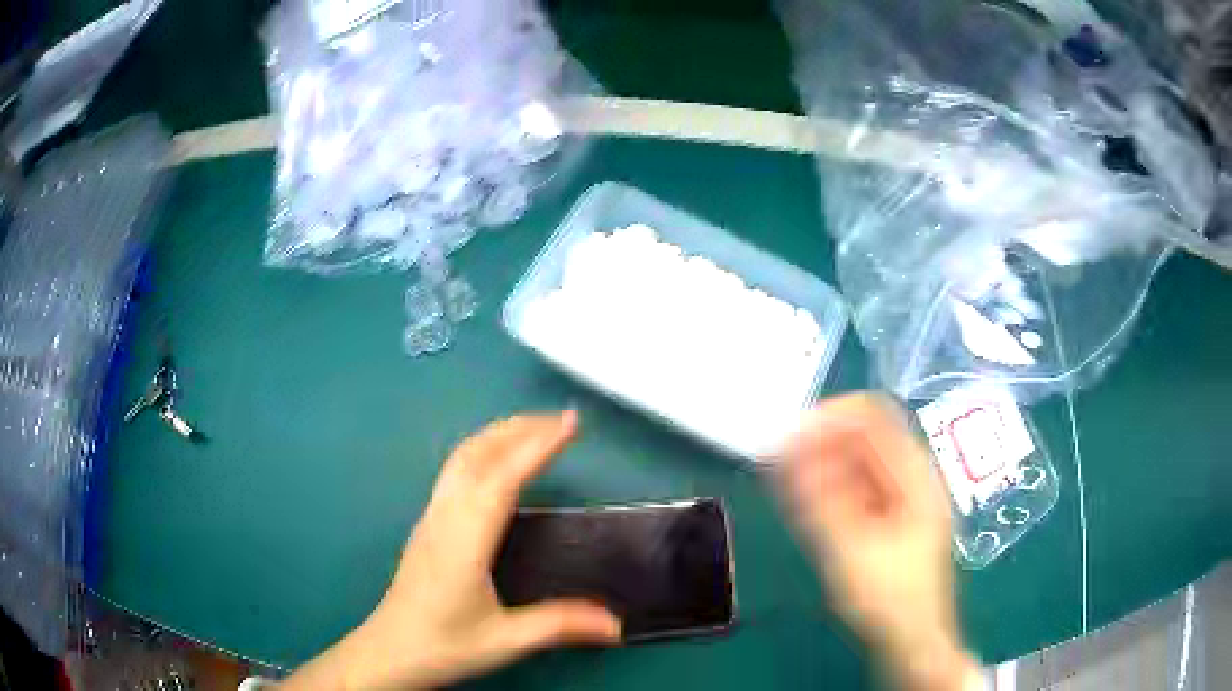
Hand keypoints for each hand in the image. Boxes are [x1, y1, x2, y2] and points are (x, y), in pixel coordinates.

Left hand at [281, 411, 620, 690]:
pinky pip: (454, 472)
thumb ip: (560, 625)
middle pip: (477, 455)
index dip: (537, 446)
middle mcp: (444, 517)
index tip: (570, 422)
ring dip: (497, 434)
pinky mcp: (427, 526)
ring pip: (460, 459)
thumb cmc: (443, 644)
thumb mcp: (505, 640)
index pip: (502, 479)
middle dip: (519, 428)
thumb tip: (617, 624)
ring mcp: (431, 518)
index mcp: (464, 540)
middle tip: (561, 418)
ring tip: (533, 428)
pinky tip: (496, 462)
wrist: (388, 652)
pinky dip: (482, 450)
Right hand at [778, 393, 978, 690]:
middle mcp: (912, 479)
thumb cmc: (889, 599)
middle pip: (865, 438)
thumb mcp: (851, 551)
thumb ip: (819, 499)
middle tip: (777, 458)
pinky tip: (804, 500)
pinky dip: (830, 488)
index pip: (873, 416)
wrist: (915, 642)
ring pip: (859, 464)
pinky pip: (858, 490)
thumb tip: (786, 452)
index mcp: (915, 477)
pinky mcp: (890, 522)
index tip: (788, 432)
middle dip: (821, 440)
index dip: (830, 415)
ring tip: (782, 478)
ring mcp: (902, 501)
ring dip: (822, 463)